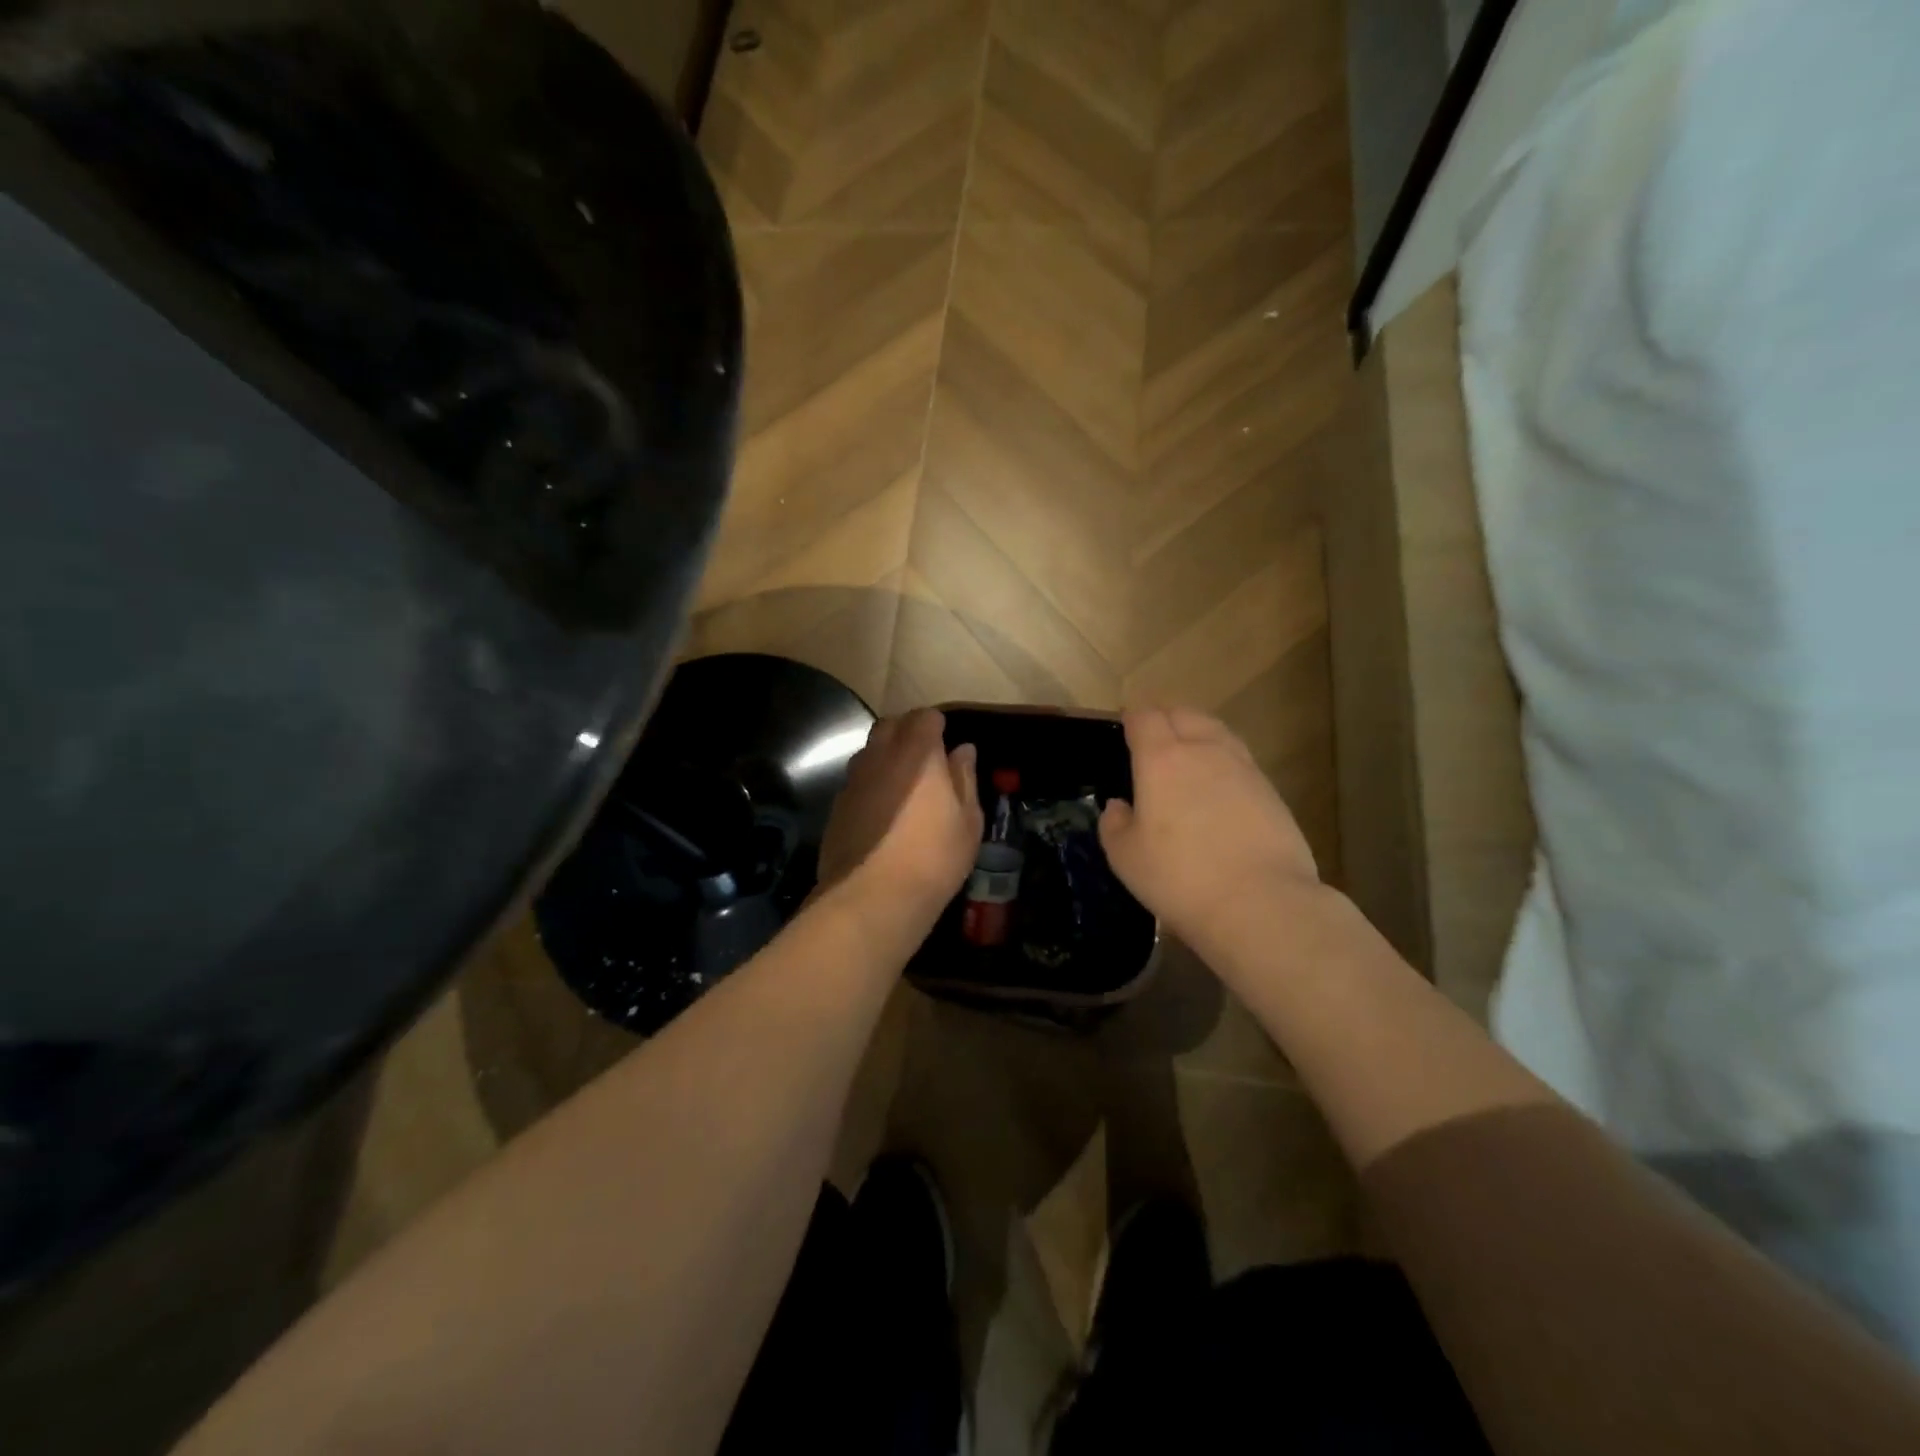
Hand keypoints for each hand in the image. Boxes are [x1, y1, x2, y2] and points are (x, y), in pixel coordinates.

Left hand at [818, 710, 982, 908]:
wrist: (873, 897)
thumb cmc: (934, 857)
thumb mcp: (968, 821)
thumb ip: (965, 779)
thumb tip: (963, 750)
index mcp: (918, 753)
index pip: (924, 717)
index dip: (936, 726)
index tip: (946, 743)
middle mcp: (881, 757)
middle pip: (890, 726)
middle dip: (906, 732)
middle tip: (924, 759)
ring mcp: (853, 780)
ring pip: (868, 752)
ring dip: (885, 757)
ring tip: (902, 784)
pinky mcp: (837, 806)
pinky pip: (855, 781)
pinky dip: (869, 785)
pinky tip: (880, 812)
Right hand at [1099, 708, 1319, 946]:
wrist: (1261, 902)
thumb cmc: (1180, 877)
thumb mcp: (1126, 858)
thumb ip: (1114, 824)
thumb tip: (1118, 806)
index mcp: (1161, 759)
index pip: (1144, 717)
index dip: (1132, 718)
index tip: (1124, 728)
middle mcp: (1203, 751)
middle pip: (1184, 714)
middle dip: (1165, 718)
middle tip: (1153, 740)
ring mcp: (1243, 768)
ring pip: (1216, 731)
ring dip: (1197, 734)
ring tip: (1187, 756)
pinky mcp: (1271, 791)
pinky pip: (1239, 759)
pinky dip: (1223, 761)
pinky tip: (1218, 787)